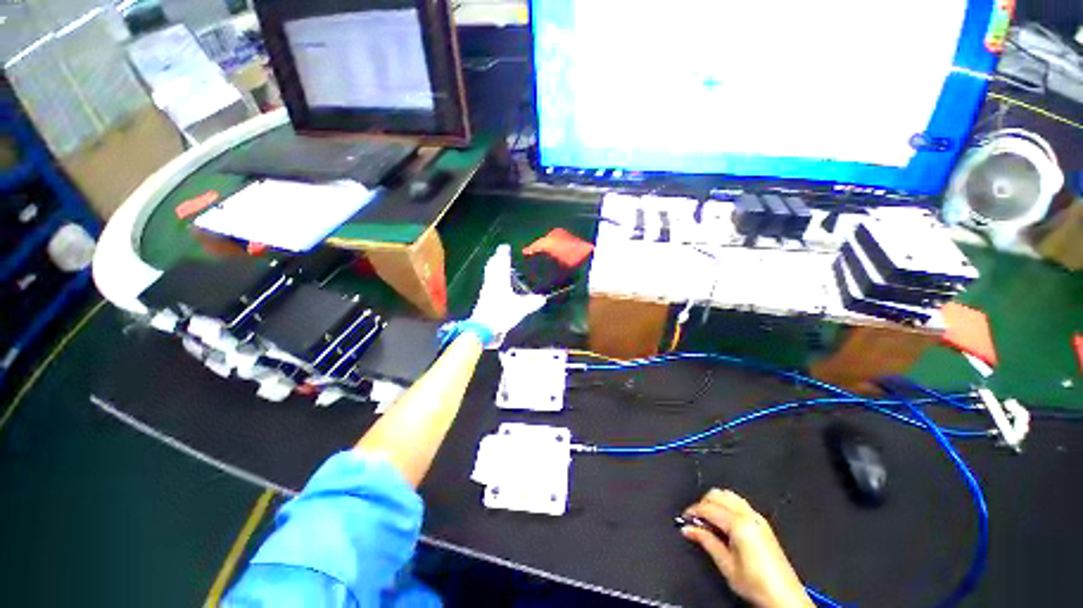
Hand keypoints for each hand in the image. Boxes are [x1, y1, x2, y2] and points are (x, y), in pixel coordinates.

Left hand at [466, 244, 545, 347]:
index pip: (502, 264)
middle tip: (500, 254)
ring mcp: (486, 292)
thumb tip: (542, 299)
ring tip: (499, 267)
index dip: (503, 255)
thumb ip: (531, 303)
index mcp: (499, 281)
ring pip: (490, 276)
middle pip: (492, 267)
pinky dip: (494, 280)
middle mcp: (491, 283)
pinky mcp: (484, 300)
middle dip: (496, 260)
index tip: (504, 247)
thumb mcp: (520, 308)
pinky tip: (497, 285)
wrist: (482, 329)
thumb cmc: (501, 313)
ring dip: (494, 269)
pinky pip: (489, 285)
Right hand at [682, 489, 812, 607]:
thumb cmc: (756, 585)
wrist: (785, 598)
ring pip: (728, 495)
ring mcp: (757, 517)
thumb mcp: (726, 565)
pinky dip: (726, 505)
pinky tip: (722, 522)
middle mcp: (748, 515)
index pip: (708, 507)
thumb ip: (706, 541)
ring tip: (707, 520)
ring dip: (714, 502)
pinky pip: (738, 502)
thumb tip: (687, 529)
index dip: (692, 511)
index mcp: (739, 524)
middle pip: (717, 494)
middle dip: (702, 504)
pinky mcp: (762, 523)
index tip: (683, 519)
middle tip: (695, 520)